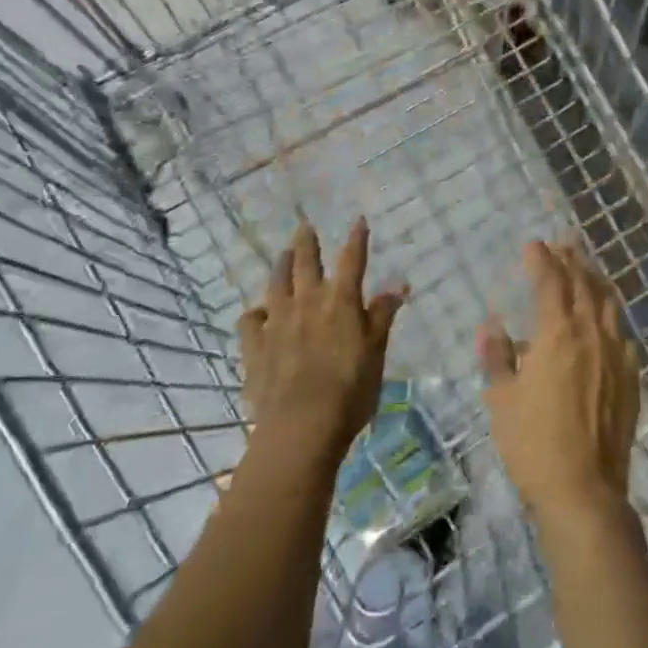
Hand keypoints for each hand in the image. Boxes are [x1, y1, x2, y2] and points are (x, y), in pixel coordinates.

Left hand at [240, 218, 405, 459]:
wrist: (301, 427)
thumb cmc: (350, 390)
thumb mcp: (376, 352)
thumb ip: (382, 316)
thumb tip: (398, 285)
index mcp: (341, 301)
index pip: (351, 260)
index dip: (356, 239)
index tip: (358, 220)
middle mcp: (307, 302)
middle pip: (305, 262)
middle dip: (307, 242)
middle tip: (304, 225)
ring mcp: (277, 322)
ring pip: (276, 283)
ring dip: (280, 265)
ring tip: (282, 254)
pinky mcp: (254, 346)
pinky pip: (249, 320)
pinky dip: (255, 312)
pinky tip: (260, 313)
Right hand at [480, 241, 640, 521]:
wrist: (584, 490)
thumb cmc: (533, 444)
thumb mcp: (501, 399)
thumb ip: (497, 357)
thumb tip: (491, 326)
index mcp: (557, 333)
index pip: (550, 281)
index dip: (541, 259)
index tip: (533, 245)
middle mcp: (592, 333)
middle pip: (583, 284)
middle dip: (571, 260)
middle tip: (561, 245)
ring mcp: (617, 354)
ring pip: (609, 303)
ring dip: (595, 280)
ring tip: (585, 268)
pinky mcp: (631, 376)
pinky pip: (622, 333)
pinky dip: (611, 315)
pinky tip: (606, 319)